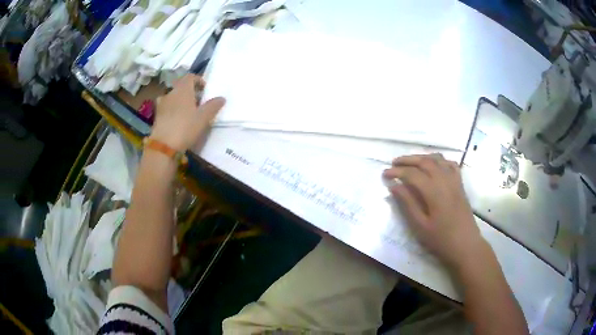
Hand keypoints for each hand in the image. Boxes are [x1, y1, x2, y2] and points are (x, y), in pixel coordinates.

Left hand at [150, 74, 224, 150]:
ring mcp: (162, 104)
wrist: (164, 146)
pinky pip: (167, 107)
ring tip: (187, 111)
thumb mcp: (204, 117)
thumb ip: (213, 106)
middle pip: (181, 86)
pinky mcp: (157, 115)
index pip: (190, 77)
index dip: (198, 80)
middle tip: (198, 102)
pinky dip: (172, 109)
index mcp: (183, 89)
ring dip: (180, 100)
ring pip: (173, 97)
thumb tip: (221, 98)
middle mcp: (171, 93)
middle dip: (190, 92)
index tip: (205, 90)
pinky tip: (177, 119)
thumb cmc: (186, 127)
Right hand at [383, 154, 485, 268]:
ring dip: (422, 157)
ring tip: (411, 163)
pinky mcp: (460, 185)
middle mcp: (445, 180)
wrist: (466, 245)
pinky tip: (434, 166)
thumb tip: (394, 186)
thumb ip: (407, 204)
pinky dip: (440, 161)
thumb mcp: (420, 226)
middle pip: (425, 161)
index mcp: (434, 191)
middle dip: (408, 160)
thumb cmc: (441, 240)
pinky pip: (450, 165)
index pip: (412, 174)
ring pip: (438, 159)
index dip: (397, 172)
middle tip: (394, 164)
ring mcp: (454, 181)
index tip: (384, 174)